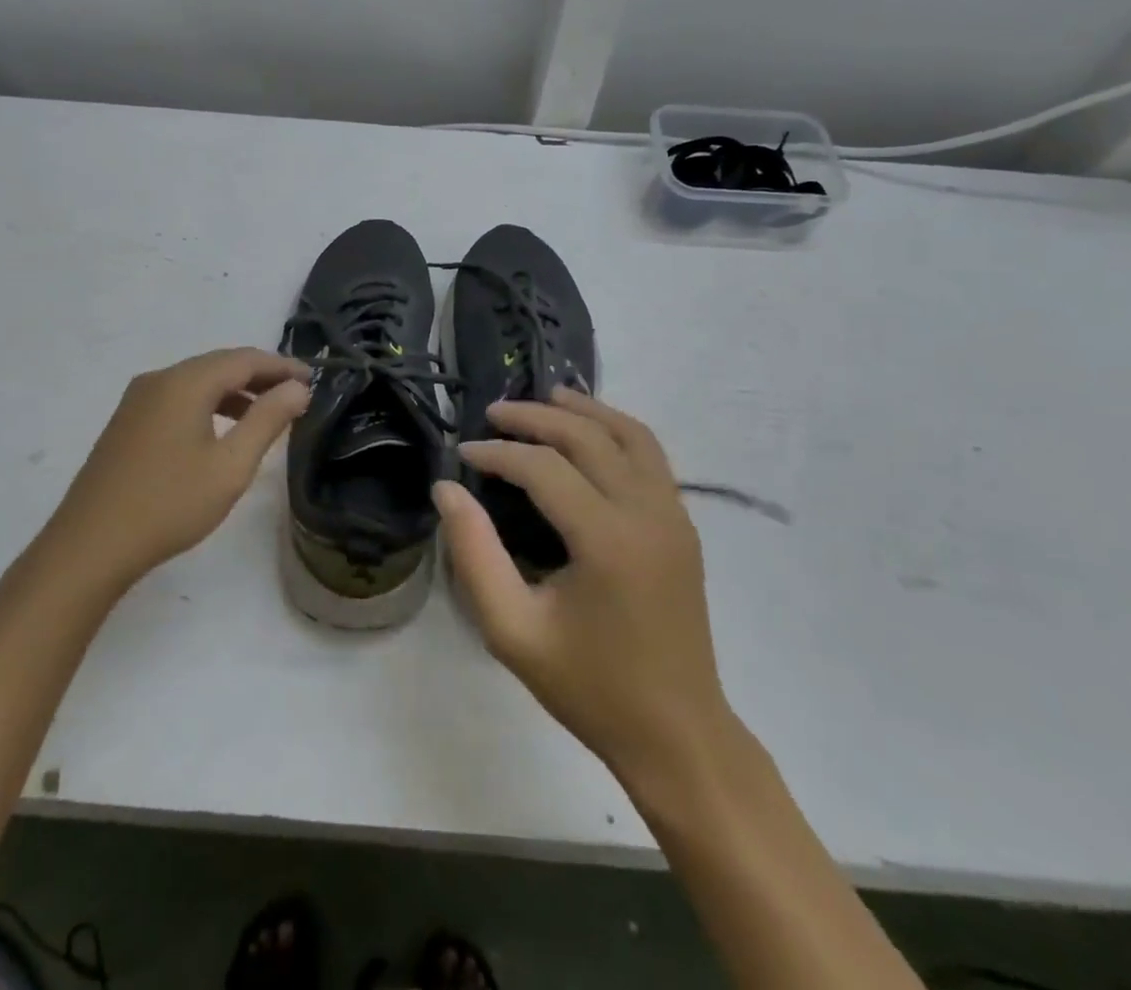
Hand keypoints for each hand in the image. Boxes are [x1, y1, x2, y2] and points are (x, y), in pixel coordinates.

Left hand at [47, 348, 309, 590]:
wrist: (89, 546)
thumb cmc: (169, 504)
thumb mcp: (230, 466)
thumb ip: (267, 420)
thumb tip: (297, 388)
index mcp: (185, 383)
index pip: (244, 359)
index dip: (281, 366)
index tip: (313, 378)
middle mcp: (159, 380)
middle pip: (219, 365)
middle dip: (259, 375)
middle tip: (295, 393)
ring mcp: (137, 400)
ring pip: (197, 382)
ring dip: (234, 391)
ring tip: (266, 412)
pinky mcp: (127, 423)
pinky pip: (177, 398)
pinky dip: (208, 404)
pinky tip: (221, 430)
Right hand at [434, 388, 731, 790]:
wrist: (677, 734)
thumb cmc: (589, 687)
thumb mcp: (512, 631)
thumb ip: (474, 555)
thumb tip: (447, 489)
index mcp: (607, 541)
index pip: (544, 469)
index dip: (498, 454)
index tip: (463, 454)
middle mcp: (647, 513)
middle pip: (588, 438)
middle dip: (536, 417)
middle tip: (494, 412)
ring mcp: (674, 516)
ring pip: (631, 435)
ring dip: (585, 411)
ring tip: (546, 396)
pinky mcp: (683, 525)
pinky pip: (652, 456)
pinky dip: (618, 430)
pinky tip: (591, 432)